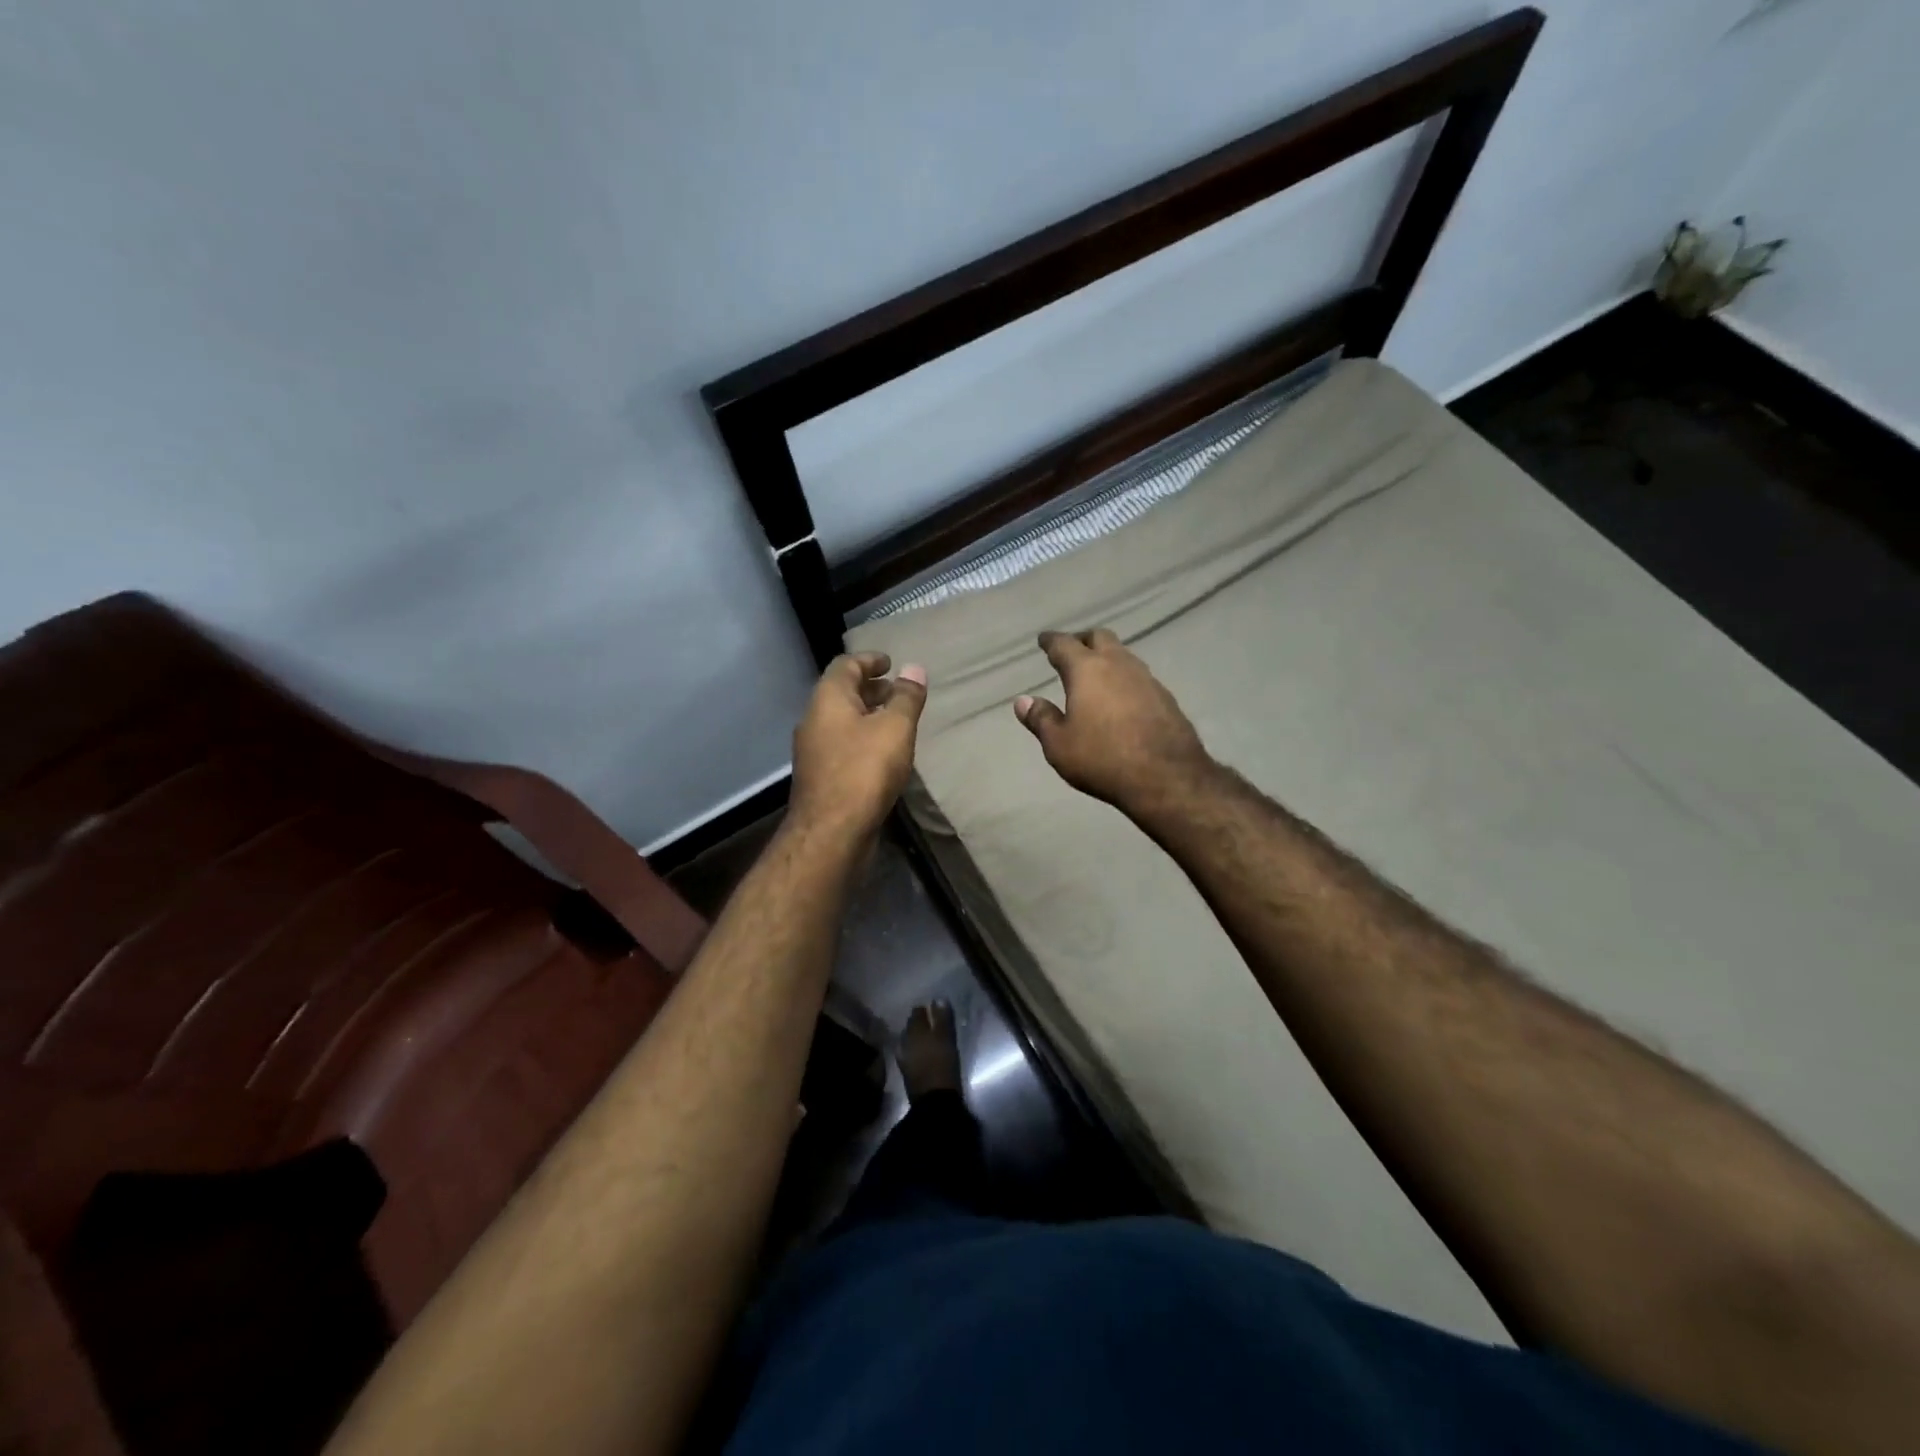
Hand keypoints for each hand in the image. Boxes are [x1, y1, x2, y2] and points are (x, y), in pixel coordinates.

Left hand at [789, 652, 927, 844]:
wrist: (831, 832)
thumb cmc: (864, 771)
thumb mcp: (895, 728)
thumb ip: (906, 697)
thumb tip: (913, 669)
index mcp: (828, 699)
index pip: (845, 665)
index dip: (869, 660)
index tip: (890, 662)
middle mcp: (814, 719)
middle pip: (841, 693)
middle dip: (870, 688)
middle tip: (897, 691)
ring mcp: (814, 750)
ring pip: (842, 721)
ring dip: (867, 715)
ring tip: (896, 721)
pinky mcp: (820, 776)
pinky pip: (843, 745)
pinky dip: (862, 738)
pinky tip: (883, 754)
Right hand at [1014, 629, 1213, 816]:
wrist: (1166, 777)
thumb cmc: (1102, 759)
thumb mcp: (1059, 745)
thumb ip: (1041, 719)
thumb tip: (1023, 700)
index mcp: (1087, 670)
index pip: (1064, 644)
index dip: (1051, 641)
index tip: (1043, 640)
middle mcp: (1119, 665)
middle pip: (1100, 637)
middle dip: (1083, 640)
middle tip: (1071, 650)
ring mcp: (1147, 679)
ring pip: (1123, 655)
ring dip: (1108, 658)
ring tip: (1096, 674)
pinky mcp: (1166, 698)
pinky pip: (1140, 678)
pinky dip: (1125, 680)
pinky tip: (1122, 698)